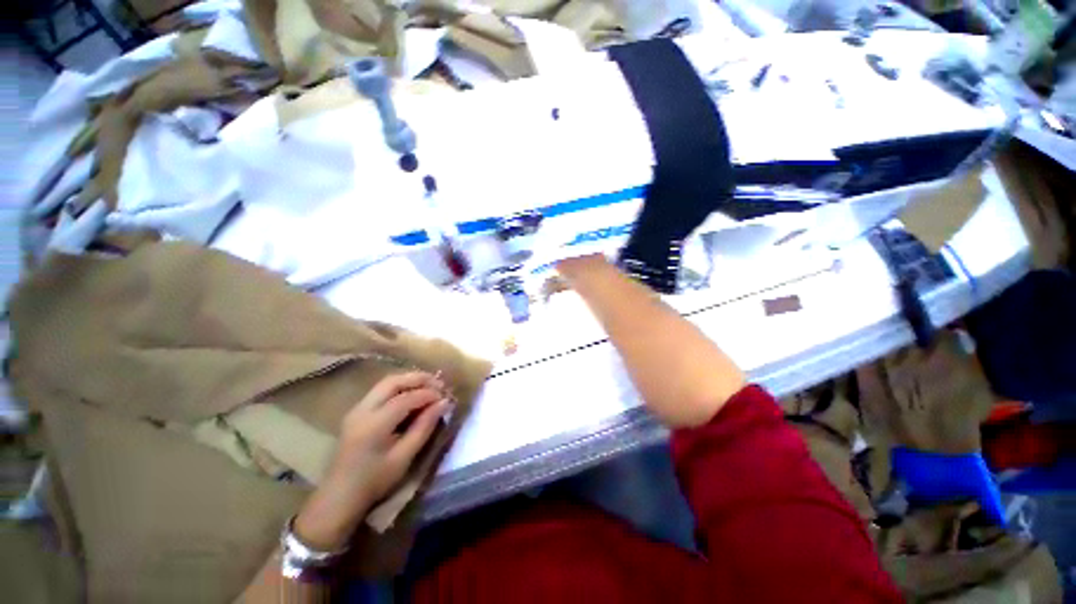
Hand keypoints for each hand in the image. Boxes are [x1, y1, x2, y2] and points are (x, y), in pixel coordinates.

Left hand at [294, 372, 452, 549]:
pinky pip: (381, 390)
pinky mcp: (357, 412)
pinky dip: (400, 387)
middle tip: (439, 383)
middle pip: (393, 382)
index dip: (429, 394)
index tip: (446, 397)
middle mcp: (363, 409)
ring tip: (429, 385)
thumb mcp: (404, 457)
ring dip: (409, 380)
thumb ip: (424, 426)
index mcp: (374, 423)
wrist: (339, 497)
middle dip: (419, 379)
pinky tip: (412, 393)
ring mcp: (357, 409)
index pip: (406, 398)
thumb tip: (444, 403)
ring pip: (386, 383)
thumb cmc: (374, 481)